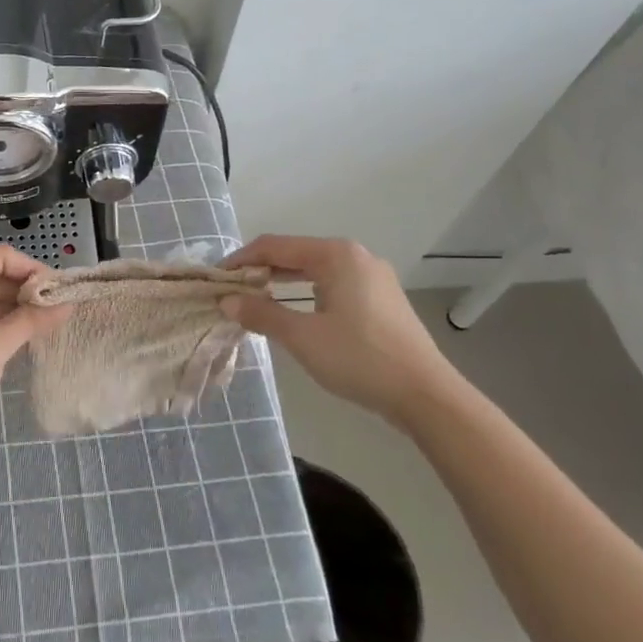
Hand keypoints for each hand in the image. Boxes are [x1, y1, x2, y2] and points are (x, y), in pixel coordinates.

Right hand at [220, 234, 463, 425]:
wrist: (426, 396)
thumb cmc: (360, 359)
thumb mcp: (302, 337)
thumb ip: (262, 314)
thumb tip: (227, 301)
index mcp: (336, 255)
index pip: (275, 246)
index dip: (241, 260)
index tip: (216, 278)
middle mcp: (356, 256)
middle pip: (296, 254)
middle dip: (261, 270)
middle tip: (232, 290)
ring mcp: (373, 277)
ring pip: (315, 271)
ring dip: (283, 283)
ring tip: (256, 300)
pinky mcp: (382, 300)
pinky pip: (333, 285)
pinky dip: (307, 293)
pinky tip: (295, 312)